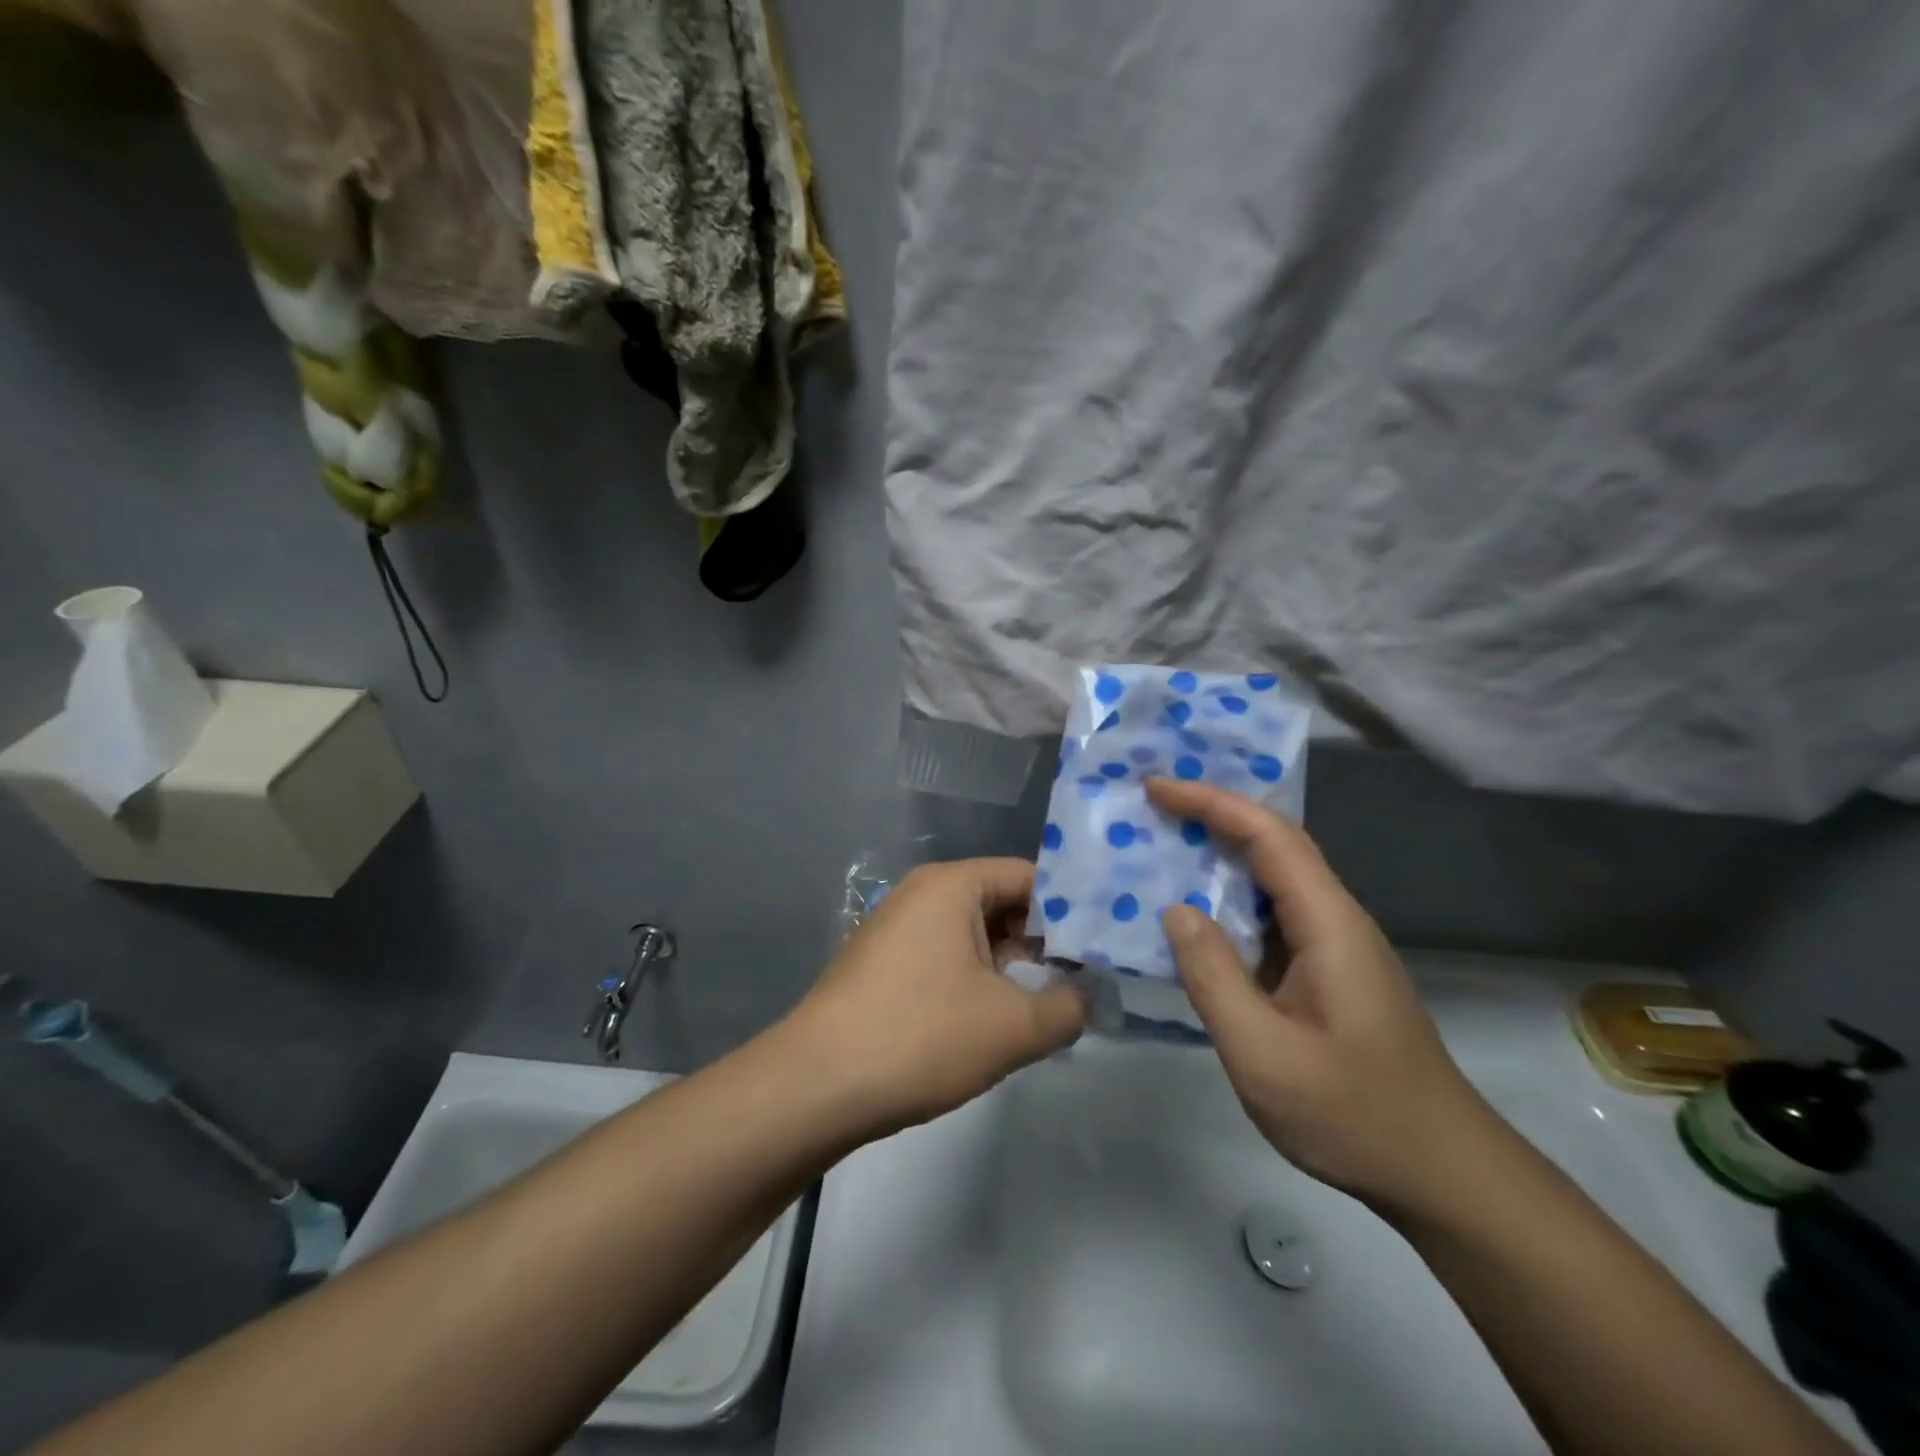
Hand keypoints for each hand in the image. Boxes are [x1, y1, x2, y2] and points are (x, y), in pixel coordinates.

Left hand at [788, 859, 1086, 1137]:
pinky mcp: (883, 965)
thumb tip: (1088, 997)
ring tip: (1051, 1004)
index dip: (1071, 909)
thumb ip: (1068, 1008)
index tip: (1103, 946)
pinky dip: (978, 980)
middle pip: (1001, 903)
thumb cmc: (920, 1037)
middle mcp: (921, 894)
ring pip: (973, 935)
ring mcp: (896, 929)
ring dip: (1012, 966)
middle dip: (1044, 941)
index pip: (1028, 877)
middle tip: (1087, 980)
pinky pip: (946, 958)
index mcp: (951, 885)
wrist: (815, 1086)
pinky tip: (998, 1019)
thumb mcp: (1012, 1026)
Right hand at [1146, 778, 1496, 1211]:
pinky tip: (1195, 916)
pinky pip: (1271, 916)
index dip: (1211, 802)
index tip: (1156, 787)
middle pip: (1275, 844)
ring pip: (1273, 879)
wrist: (1442, 1175)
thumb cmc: (1353, 1115)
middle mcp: (1336, 920)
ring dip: (1219, 854)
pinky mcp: (1327, 973)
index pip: (1269, 835)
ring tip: (1161, 846)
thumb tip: (1176, 910)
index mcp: (1328, 923)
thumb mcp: (1264, 1053)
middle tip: (1151, 805)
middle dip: (1213, 814)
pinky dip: (1228, 900)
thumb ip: (1213, 976)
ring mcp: (1335, 947)